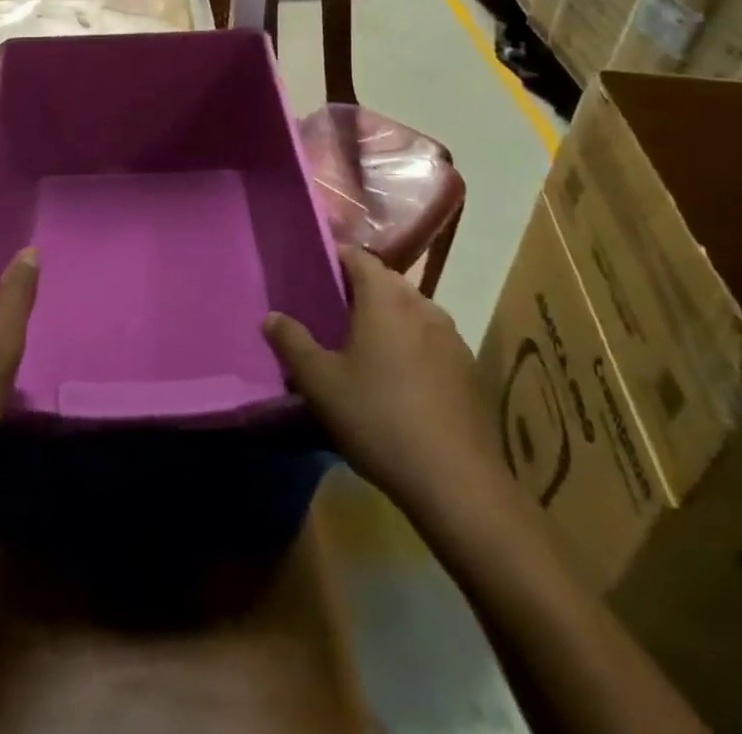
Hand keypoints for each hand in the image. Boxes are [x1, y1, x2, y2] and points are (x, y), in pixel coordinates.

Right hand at [264, 245, 519, 541]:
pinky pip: (432, 341)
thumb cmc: (379, 420)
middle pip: (386, 282)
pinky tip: (400, 380)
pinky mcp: (470, 369)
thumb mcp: (321, 384)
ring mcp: (452, 337)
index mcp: (386, 298)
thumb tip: (272, 317)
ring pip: (412, 311)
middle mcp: (423, 305)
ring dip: (388, 319)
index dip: (335, 258)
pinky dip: (412, 345)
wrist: (457, 483)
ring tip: (364, 347)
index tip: (313, 273)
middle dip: (360, 290)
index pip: (358, 256)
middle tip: (332, 313)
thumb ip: (292, 343)